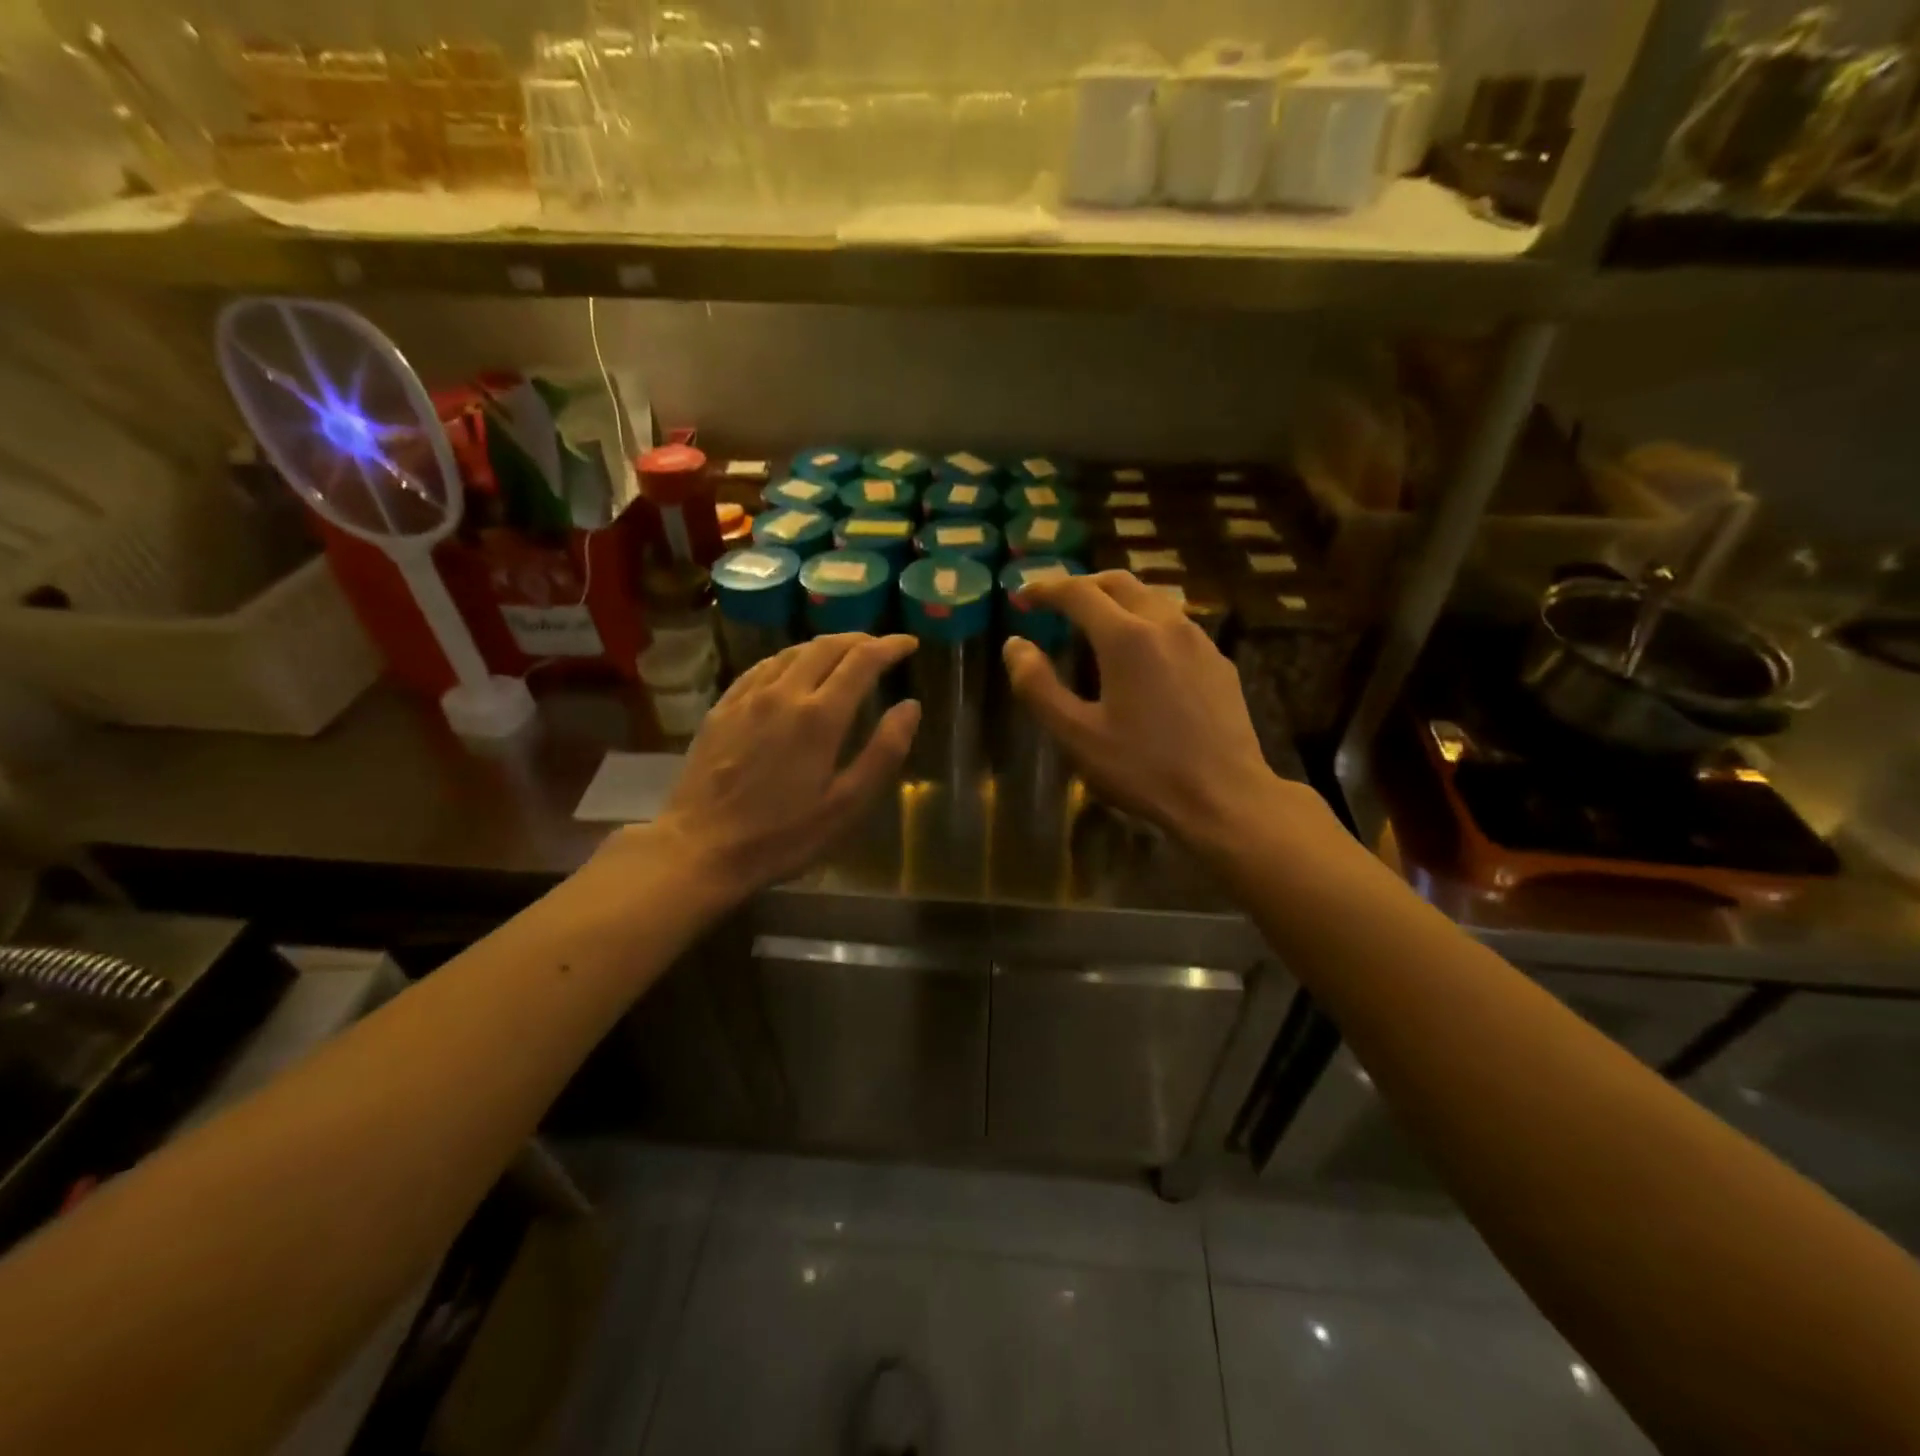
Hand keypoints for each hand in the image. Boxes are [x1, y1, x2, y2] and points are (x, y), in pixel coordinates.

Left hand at [650, 633, 920, 896]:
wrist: (700, 848)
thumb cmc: (782, 836)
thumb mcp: (847, 805)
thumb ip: (884, 751)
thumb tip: (910, 706)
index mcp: (820, 716)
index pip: (863, 660)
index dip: (890, 646)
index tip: (909, 643)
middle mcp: (784, 693)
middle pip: (826, 646)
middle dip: (859, 640)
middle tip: (880, 648)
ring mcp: (748, 698)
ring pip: (791, 652)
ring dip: (824, 646)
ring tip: (842, 656)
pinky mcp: (722, 709)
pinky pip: (761, 668)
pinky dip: (788, 659)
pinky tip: (791, 671)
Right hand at [1003, 572, 1321, 853]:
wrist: (1225, 797)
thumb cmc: (1143, 769)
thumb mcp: (1076, 735)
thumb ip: (1038, 686)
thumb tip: (1015, 645)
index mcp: (1126, 637)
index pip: (1078, 592)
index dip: (1044, 589)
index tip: (1021, 597)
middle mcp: (1165, 624)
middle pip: (1117, 582)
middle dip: (1081, 586)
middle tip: (1055, 605)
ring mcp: (1198, 640)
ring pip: (1151, 598)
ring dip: (1116, 600)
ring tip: (1094, 625)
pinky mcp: (1218, 661)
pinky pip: (1174, 624)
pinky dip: (1145, 622)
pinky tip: (1140, 656)